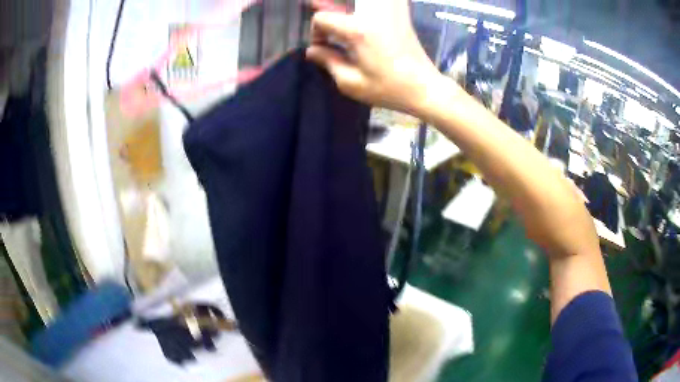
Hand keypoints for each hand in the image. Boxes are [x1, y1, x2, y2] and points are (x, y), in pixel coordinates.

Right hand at [306, 0, 440, 113]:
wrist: (425, 88)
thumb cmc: (388, 89)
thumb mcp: (351, 83)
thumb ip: (328, 61)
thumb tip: (311, 50)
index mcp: (359, 30)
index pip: (322, 18)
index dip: (316, 33)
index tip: (322, 47)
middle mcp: (374, 13)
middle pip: (340, 1)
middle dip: (327, 8)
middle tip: (318, 9)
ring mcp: (390, 10)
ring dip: (347, 4)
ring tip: (340, 10)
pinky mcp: (401, 13)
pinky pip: (384, 2)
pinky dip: (368, 4)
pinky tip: (364, 10)